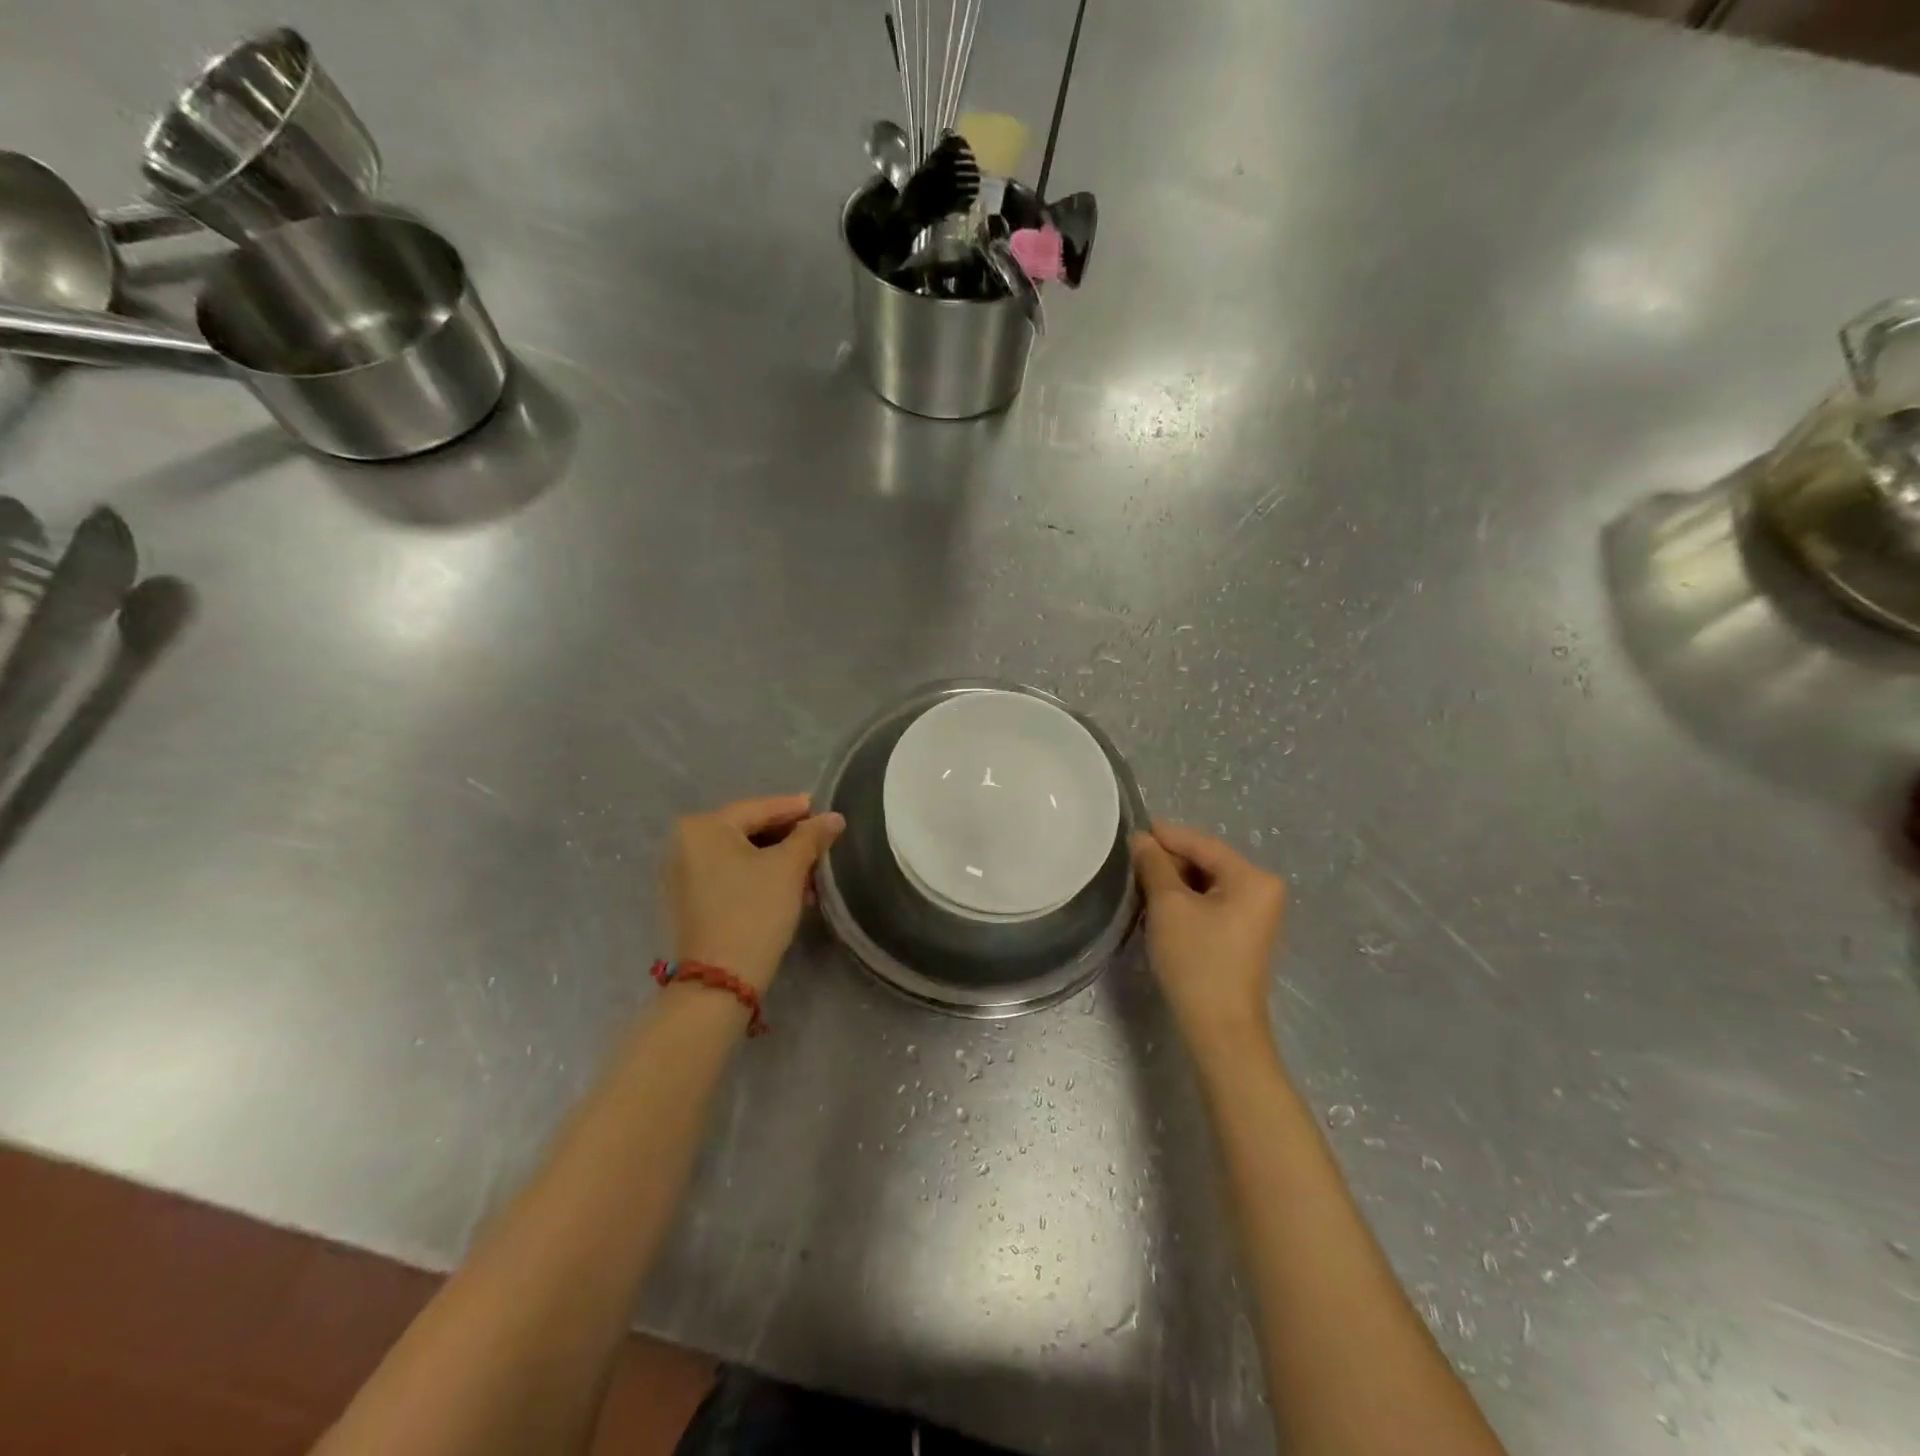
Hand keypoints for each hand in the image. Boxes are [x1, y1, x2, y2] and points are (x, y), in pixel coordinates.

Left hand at [665, 795, 844, 990]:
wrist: (720, 980)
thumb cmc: (754, 911)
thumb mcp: (789, 868)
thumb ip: (811, 836)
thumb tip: (833, 817)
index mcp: (702, 827)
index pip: (758, 808)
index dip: (795, 808)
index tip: (823, 809)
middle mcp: (684, 844)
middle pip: (748, 831)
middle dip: (787, 838)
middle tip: (821, 841)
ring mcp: (682, 875)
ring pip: (741, 855)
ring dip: (777, 860)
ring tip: (811, 869)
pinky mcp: (689, 901)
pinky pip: (730, 875)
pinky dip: (758, 876)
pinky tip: (787, 887)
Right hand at [1131, 821, 1286, 1053]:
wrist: (1219, 1029)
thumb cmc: (1196, 960)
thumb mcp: (1168, 905)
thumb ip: (1154, 864)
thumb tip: (1141, 839)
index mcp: (1253, 877)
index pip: (1202, 843)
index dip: (1165, 835)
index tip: (1130, 830)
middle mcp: (1262, 890)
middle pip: (1206, 861)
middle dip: (1168, 860)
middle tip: (1130, 861)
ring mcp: (1256, 914)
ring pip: (1206, 883)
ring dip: (1173, 881)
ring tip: (1138, 882)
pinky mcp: (1243, 934)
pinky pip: (1211, 903)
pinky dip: (1185, 900)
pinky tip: (1158, 905)